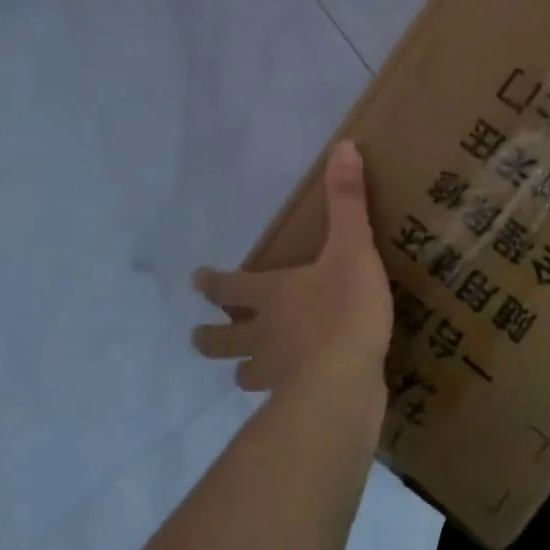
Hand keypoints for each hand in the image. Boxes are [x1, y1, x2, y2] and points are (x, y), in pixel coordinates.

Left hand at [192, 141, 392, 398]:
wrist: (344, 382)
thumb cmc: (342, 309)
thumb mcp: (352, 247)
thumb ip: (348, 201)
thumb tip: (344, 146)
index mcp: (270, 296)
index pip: (228, 288)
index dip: (212, 283)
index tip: (197, 279)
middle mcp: (262, 335)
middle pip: (221, 339)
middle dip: (210, 336)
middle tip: (199, 334)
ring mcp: (275, 374)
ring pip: (244, 373)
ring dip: (241, 367)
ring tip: (245, 370)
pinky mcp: (297, 402)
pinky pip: (278, 398)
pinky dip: (280, 394)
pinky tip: (293, 395)